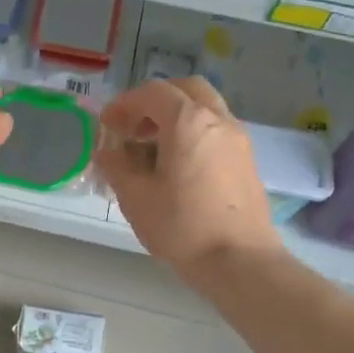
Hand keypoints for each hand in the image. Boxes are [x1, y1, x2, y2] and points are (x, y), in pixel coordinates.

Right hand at [96, 78, 281, 278]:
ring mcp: (238, 139)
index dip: (124, 104)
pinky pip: (216, 130)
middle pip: (185, 90)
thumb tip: (107, 153)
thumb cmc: (182, 226)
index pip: (152, 93)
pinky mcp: (247, 161)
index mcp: (188, 121)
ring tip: (152, 149)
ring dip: (176, 118)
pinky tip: (177, 167)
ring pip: (204, 109)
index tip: (107, 124)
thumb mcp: (135, 197)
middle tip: (134, 128)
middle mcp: (218, 120)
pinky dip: (193, 134)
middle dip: (155, 102)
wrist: (240, 262)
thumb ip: (116, 167)